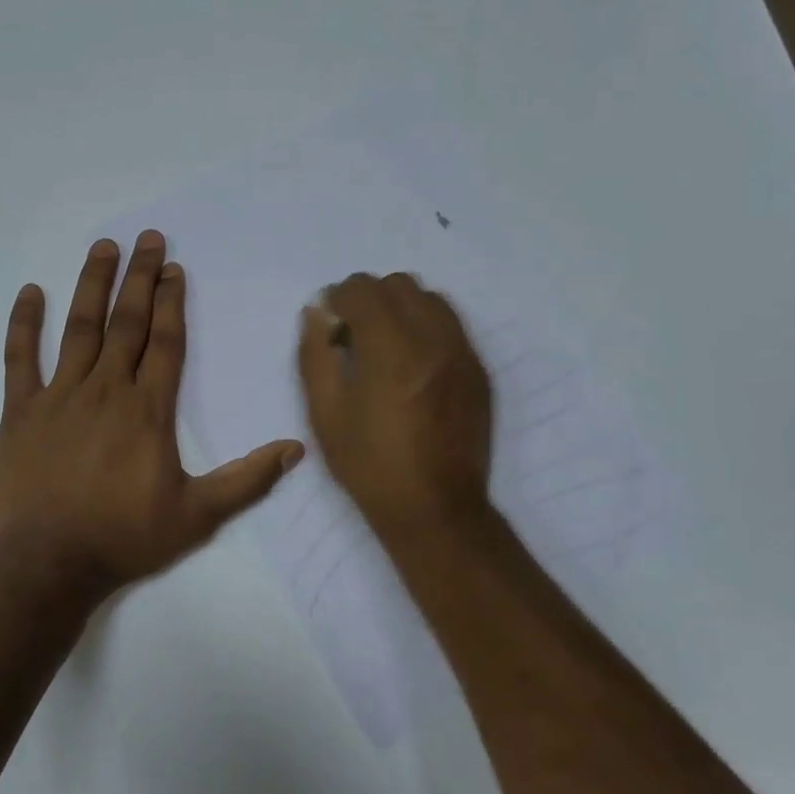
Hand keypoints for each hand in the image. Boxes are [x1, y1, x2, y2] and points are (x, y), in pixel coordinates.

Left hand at [0, 230, 304, 600]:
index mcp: (148, 411)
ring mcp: (59, 397)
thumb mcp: (198, 515)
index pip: (165, 343)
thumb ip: (247, 479)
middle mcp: (106, 391)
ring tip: (103, 247)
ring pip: (79, 329)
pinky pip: (20, 359)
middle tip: (148, 238)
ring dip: (92, 285)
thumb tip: (298, 449)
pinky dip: (24, 325)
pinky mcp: (20, 413)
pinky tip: (30, 291)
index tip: (175, 269)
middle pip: (127, 323)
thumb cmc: (124, 538)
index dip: (172, 303)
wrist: (46, 564)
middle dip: (140, 278)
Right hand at [297, 272, 493, 537]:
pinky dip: (426, 328)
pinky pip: (451, 325)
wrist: (436, 509)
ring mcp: (462, 353)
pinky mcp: (478, 370)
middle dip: (370, 299)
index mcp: (391, 350)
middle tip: (355, 337)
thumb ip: (316, 355)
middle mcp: (433, 340)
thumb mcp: (325, 414)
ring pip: (430, 299)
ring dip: (401, 309)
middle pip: (399, 284)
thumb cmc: (370, 466)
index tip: (331, 327)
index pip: (363, 289)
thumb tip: (317, 313)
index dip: (339, 299)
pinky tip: (412, 366)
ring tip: (386, 348)